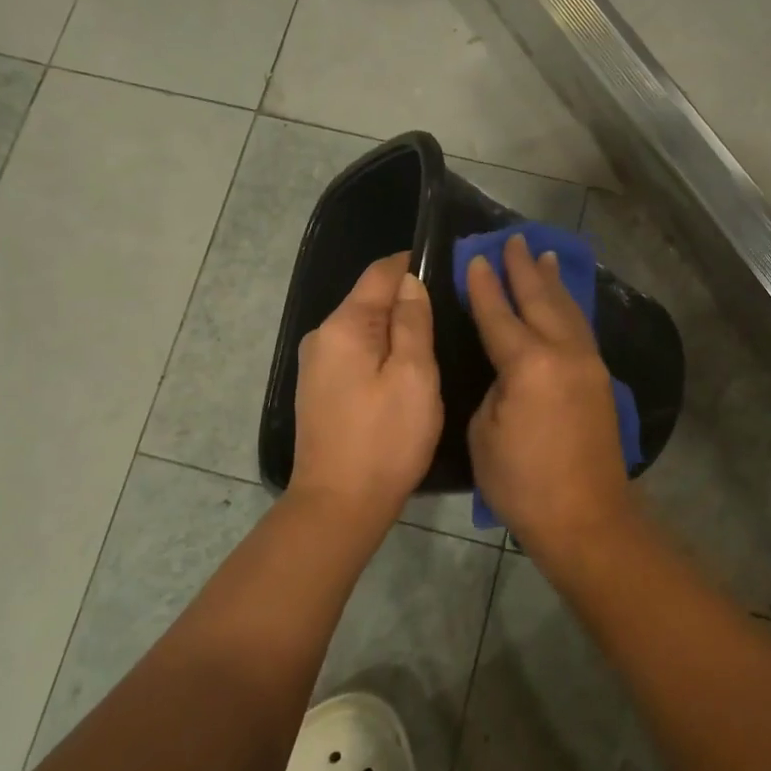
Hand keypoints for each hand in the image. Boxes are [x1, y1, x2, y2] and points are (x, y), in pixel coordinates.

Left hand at [291, 252, 442, 524]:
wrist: (339, 505)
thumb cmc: (385, 439)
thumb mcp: (415, 375)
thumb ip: (413, 321)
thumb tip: (410, 280)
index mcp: (345, 325)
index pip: (380, 272)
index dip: (414, 264)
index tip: (451, 270)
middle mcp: (323, 336)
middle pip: (370, 299)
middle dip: (408, 299)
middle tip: (453, 312)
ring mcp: (317, 364)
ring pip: (365, 328)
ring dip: (397, 328)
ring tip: (437, 340)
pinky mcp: (321, 389)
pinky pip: (357, 352)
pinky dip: (383, 352)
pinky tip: (407, 371)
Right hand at [463, 233, 632, 552]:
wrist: (587, 517)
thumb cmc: (523, 483)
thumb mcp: (484, 434)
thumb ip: (494, 389)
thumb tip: (507, 372)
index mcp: (528, 364)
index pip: (499, 314)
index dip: (484, 285)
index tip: (475, 257)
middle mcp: (563, 353)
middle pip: (540, 299)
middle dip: (523, 268)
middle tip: (512, 239)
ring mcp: (588, 364)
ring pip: (567, 310)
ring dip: (553, 282)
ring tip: (544, 255)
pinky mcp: (601, 380)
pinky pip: (581, 330)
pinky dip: (570, 308)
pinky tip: (566, 301)